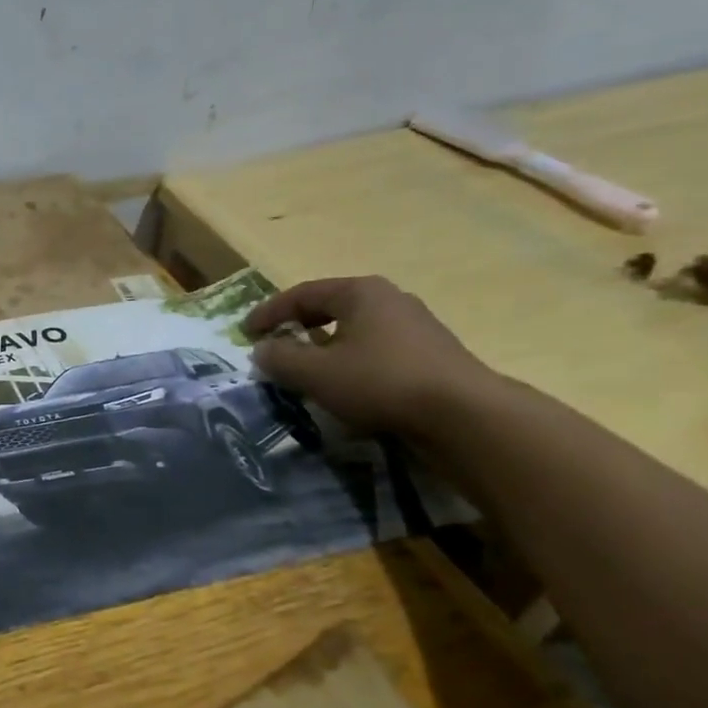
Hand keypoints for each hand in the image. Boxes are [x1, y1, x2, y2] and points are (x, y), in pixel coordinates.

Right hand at [243, 276, 496, 435]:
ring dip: (324, 348)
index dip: (269, 313)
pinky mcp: (430, 355)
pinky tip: (344, 386)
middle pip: (330, 308)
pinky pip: (375, 351)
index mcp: (360, 292)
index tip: (245, 332)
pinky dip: (350, 362)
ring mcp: (415, 326)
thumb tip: (261, 350)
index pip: (302, 294)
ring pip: (354, 331)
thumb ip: (280, 358)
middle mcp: (389, 299)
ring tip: (305, 370)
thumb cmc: (379, 381)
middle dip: (298, 327)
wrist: (462, 414)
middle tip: (274, 347)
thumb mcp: (315, 372)